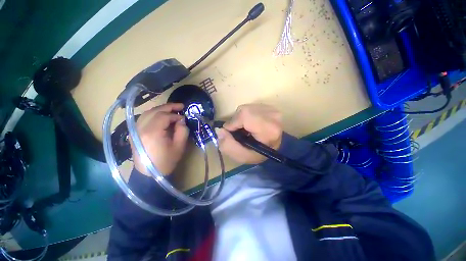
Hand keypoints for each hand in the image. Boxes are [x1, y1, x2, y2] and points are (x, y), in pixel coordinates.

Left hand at [131, 103, 188, 175]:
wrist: (149, 174)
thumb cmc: (166, 162)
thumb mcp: (179, 147)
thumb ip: (182, 131)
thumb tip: (181, 120)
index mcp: (152, 133)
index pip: (164, 117)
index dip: (176, 115)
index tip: (184, 118)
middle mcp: (141, 128)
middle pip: (155, 111)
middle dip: (169, 107)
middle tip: (180, 106)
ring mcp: (135, 130)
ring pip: (148, 113)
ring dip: (160, 109)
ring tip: (172, 109)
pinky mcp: (134, 132)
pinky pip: (143, 118)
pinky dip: (153, 114)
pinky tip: (160, 116)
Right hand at [215, 104, 282, 163]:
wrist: (271, 146)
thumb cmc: (258, 153)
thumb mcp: (242, 156)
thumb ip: (228, 146)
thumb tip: (219, 130)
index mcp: (269, 130)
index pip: (245, 116)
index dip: (233, 123)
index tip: (231, 133)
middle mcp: (273, 116)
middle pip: (244, 111)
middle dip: (236, 121)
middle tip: (239, 132)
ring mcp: (272, 109)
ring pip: (245, 108)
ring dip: (240, 118)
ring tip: (245, 128)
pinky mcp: (269, 106)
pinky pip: (249, 106)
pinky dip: (245, 115)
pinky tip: (250, 123)